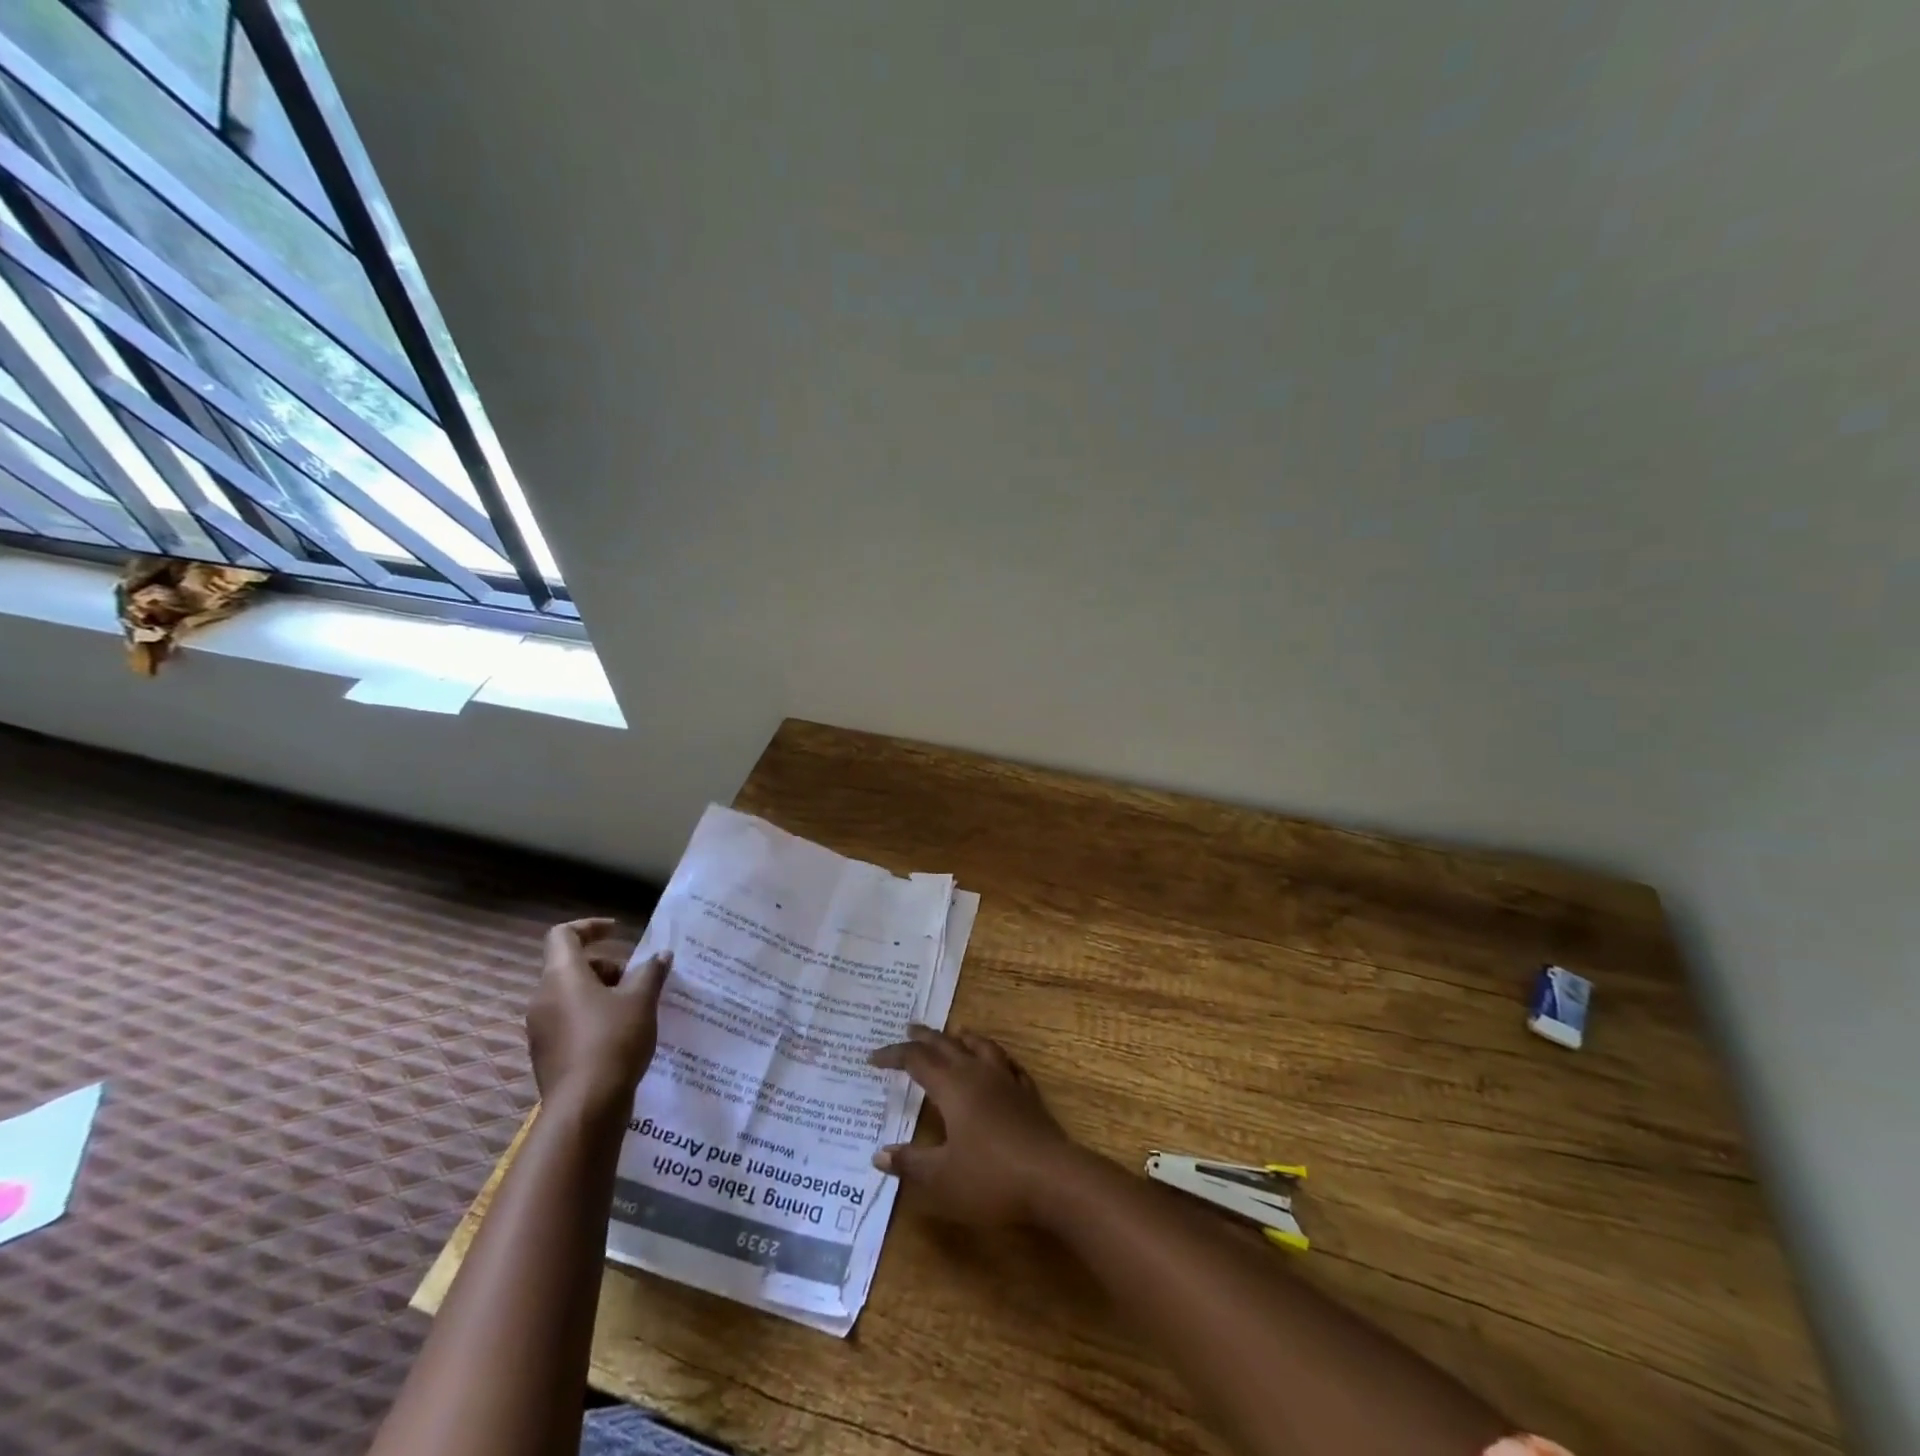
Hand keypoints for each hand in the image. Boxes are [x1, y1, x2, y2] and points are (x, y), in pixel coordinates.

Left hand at [526, 918, 670, 1122]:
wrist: (586, 1106)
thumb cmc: (613, 1040)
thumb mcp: (641, 1000)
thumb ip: (650, 972)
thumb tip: (660, 955)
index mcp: (561, 976)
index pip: (563, 935)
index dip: (590, 927)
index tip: (617, 931)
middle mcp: (543, 998)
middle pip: (570, 966)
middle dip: (606, 966)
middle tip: (636, 980)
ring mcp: (540, 1029)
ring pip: (570, 995)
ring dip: (601, 992)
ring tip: (635, 1008)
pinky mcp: (546, 1054)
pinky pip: (569, 1021)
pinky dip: (592, 1016)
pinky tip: (621, 1034)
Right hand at [867, 1025, 1076, 1224]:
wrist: (1053, 1178)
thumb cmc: (991, 1178)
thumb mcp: (941, 1179)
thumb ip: (910, 1163)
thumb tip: (878, 1154)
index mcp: (952, 1087)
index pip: (916, 1061)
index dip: (893, 1056)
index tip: (873, 1058)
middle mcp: (977, 1073)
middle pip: (946, 1045)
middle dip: (925, 1037)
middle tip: (908, 1028)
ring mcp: (1006, 1081)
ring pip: (981, 1046)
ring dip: (962, 1038)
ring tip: (954, 1033)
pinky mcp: (1028, 1094)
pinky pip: (1008, 1064)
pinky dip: (995, 1057)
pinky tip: (998, 1063)